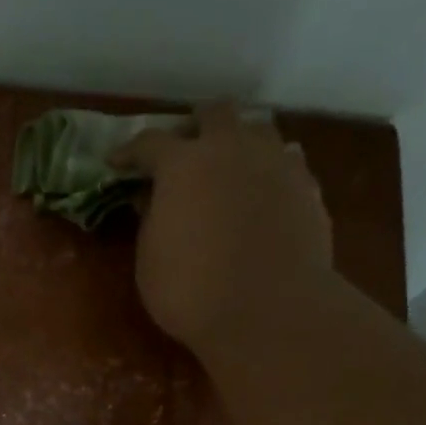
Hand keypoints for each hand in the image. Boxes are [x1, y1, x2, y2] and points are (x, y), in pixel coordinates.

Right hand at [114, 103, 333, 367]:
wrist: (268, 310)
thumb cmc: (192, 291)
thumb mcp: (150, 260)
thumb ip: (150, 219)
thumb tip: (153, 197)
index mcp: (183, 164)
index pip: (150, 142)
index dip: (130, 151)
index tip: (117, 162)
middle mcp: (232, 148)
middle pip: (214, 113)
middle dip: (195, 127)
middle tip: (183, 152)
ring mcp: (276, 163)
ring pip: (258, 129)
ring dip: (239, 142)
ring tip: (229, 169)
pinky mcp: (308, 186)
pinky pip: (287, 161)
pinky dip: (269, 170)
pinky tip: (263, 194)